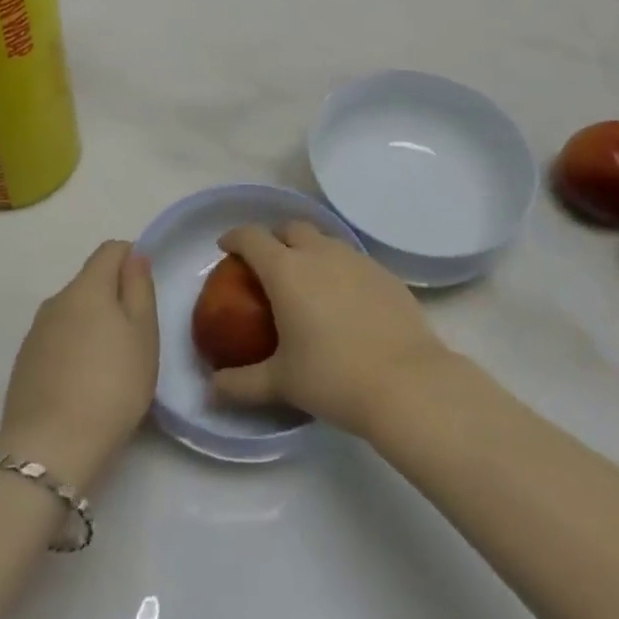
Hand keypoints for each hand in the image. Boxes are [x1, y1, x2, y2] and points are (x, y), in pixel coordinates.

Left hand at [0, 241, 157, 489]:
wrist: (50, 447)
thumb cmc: (112, 385)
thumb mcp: (143, 334)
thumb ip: (139, 288)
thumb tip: (134, 256)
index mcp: (87, 287)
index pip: (111, 250)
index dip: (132, 260)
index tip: (144, 293)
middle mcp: (56, 300)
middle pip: (90, 282)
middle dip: (112, 298)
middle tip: (134, 338)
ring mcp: (35, 332)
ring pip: (72, 312)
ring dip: (91, 325)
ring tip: (109, 366)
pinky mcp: (23, 363)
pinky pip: (56, 340)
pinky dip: (72, 349)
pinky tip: (82, 383)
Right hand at [209, 222, 451, 437]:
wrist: (407, 383)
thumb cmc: (333, 377)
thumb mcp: (280, 383)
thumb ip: (240, 384)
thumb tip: (211, 390)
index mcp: (286, 270)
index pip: (251, 237)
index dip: (235, 238)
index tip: (226, 248)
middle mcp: (320, 253)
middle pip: (291, 227)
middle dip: (275, 238)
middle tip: (268, 265)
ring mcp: (357, 260)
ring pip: (325, 240)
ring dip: (309, 250)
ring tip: (307, 281)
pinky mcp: (385, 274)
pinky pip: (353, 260)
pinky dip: (339, 269)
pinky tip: (344, 300)